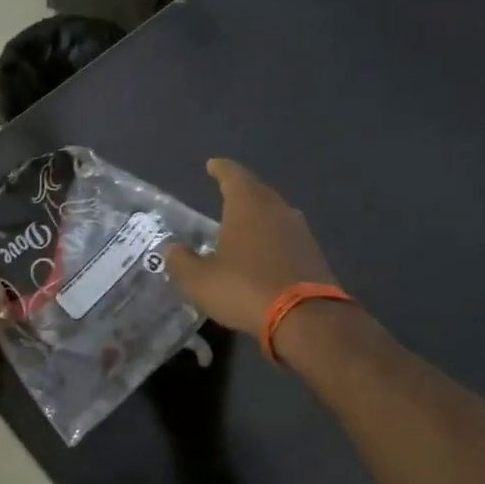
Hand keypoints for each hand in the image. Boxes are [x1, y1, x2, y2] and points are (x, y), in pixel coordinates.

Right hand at [165, 159, 338, 334]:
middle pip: (257, 191)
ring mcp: (299, 231)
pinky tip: (261, 252)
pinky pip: (285, 236)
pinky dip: (271, 238)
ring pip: (274, 213)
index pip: (233, 175)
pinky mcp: (313, 254)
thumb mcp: (199, 280)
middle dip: (240, 191)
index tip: (212, 165)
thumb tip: (171, 248)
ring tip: (241, 224)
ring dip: (257, 216)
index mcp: (248, 205)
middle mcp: (276, 210)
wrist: (305, 319)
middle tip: (224, 194)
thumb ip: (181, 261)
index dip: (220, 169)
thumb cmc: (244, 288)